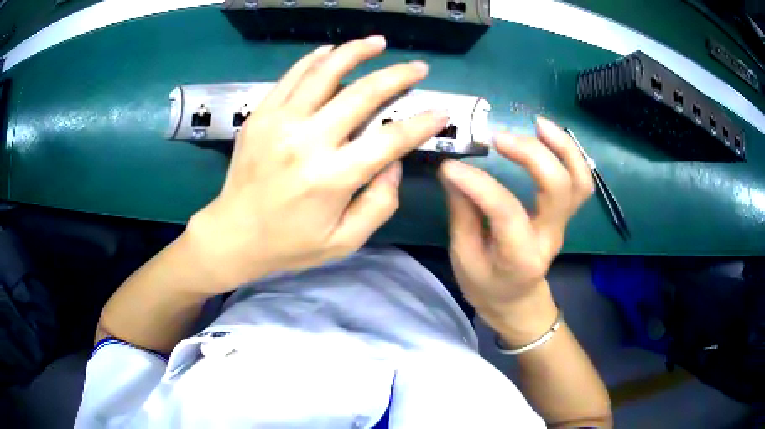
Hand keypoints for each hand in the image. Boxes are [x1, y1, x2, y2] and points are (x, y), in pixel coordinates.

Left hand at [184, 36, 448, 290]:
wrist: (233, 235)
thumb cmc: (290, 244)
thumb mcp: (344, 241)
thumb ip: (379, 203)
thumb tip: (393, 162)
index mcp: (332, 178)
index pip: (389, 140)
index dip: (422, 124)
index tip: (440, 112)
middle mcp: (307, 142)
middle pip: (363, 94)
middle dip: (398, 76)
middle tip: (419, 68)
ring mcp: (279, 122)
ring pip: (325, 72)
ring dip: (356, 51)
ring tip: (378, 42)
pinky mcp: (261, 115)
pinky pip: (292, 76)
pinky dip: (315, 59)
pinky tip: (332, 51)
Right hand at [438, 118, 593, 338]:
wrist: (517, 301)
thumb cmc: (487, 285)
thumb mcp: (464, 257)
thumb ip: (462, 213)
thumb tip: (454, 170)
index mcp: (520, 258)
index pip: (506, 211)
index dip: (478, 183)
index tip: (451, 167)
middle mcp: (549, 237)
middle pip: (558, 188)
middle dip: (532, 154)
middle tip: (499, 138)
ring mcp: (562, 224)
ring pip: (579, 181)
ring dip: (563, 147)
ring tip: (538, 124)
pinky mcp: (564, 214)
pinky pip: (579, 181)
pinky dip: (569, 154)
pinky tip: (547, 135)